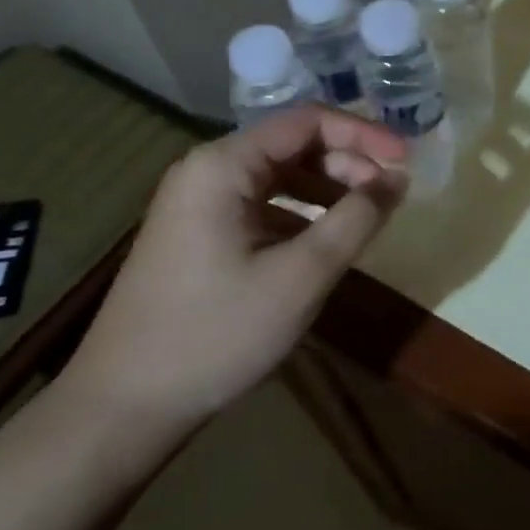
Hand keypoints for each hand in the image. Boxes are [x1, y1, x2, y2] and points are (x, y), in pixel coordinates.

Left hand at [60, 106, 405, 441]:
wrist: (123, 408)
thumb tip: (397, 179)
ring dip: (327, 189)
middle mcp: (206, 170)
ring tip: (366, 218)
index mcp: (223, 165)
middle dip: (348, 163)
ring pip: (278, 176)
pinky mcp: (196, 234)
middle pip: (292, 145)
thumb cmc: (216, 333)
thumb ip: (356, 219)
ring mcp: (197, 203)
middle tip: (391, 195)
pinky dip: (300, 214)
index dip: (364, 133)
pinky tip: (324, 243)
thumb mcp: (301, 276)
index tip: (407, 160)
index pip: (308, 122)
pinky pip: (261, 205)